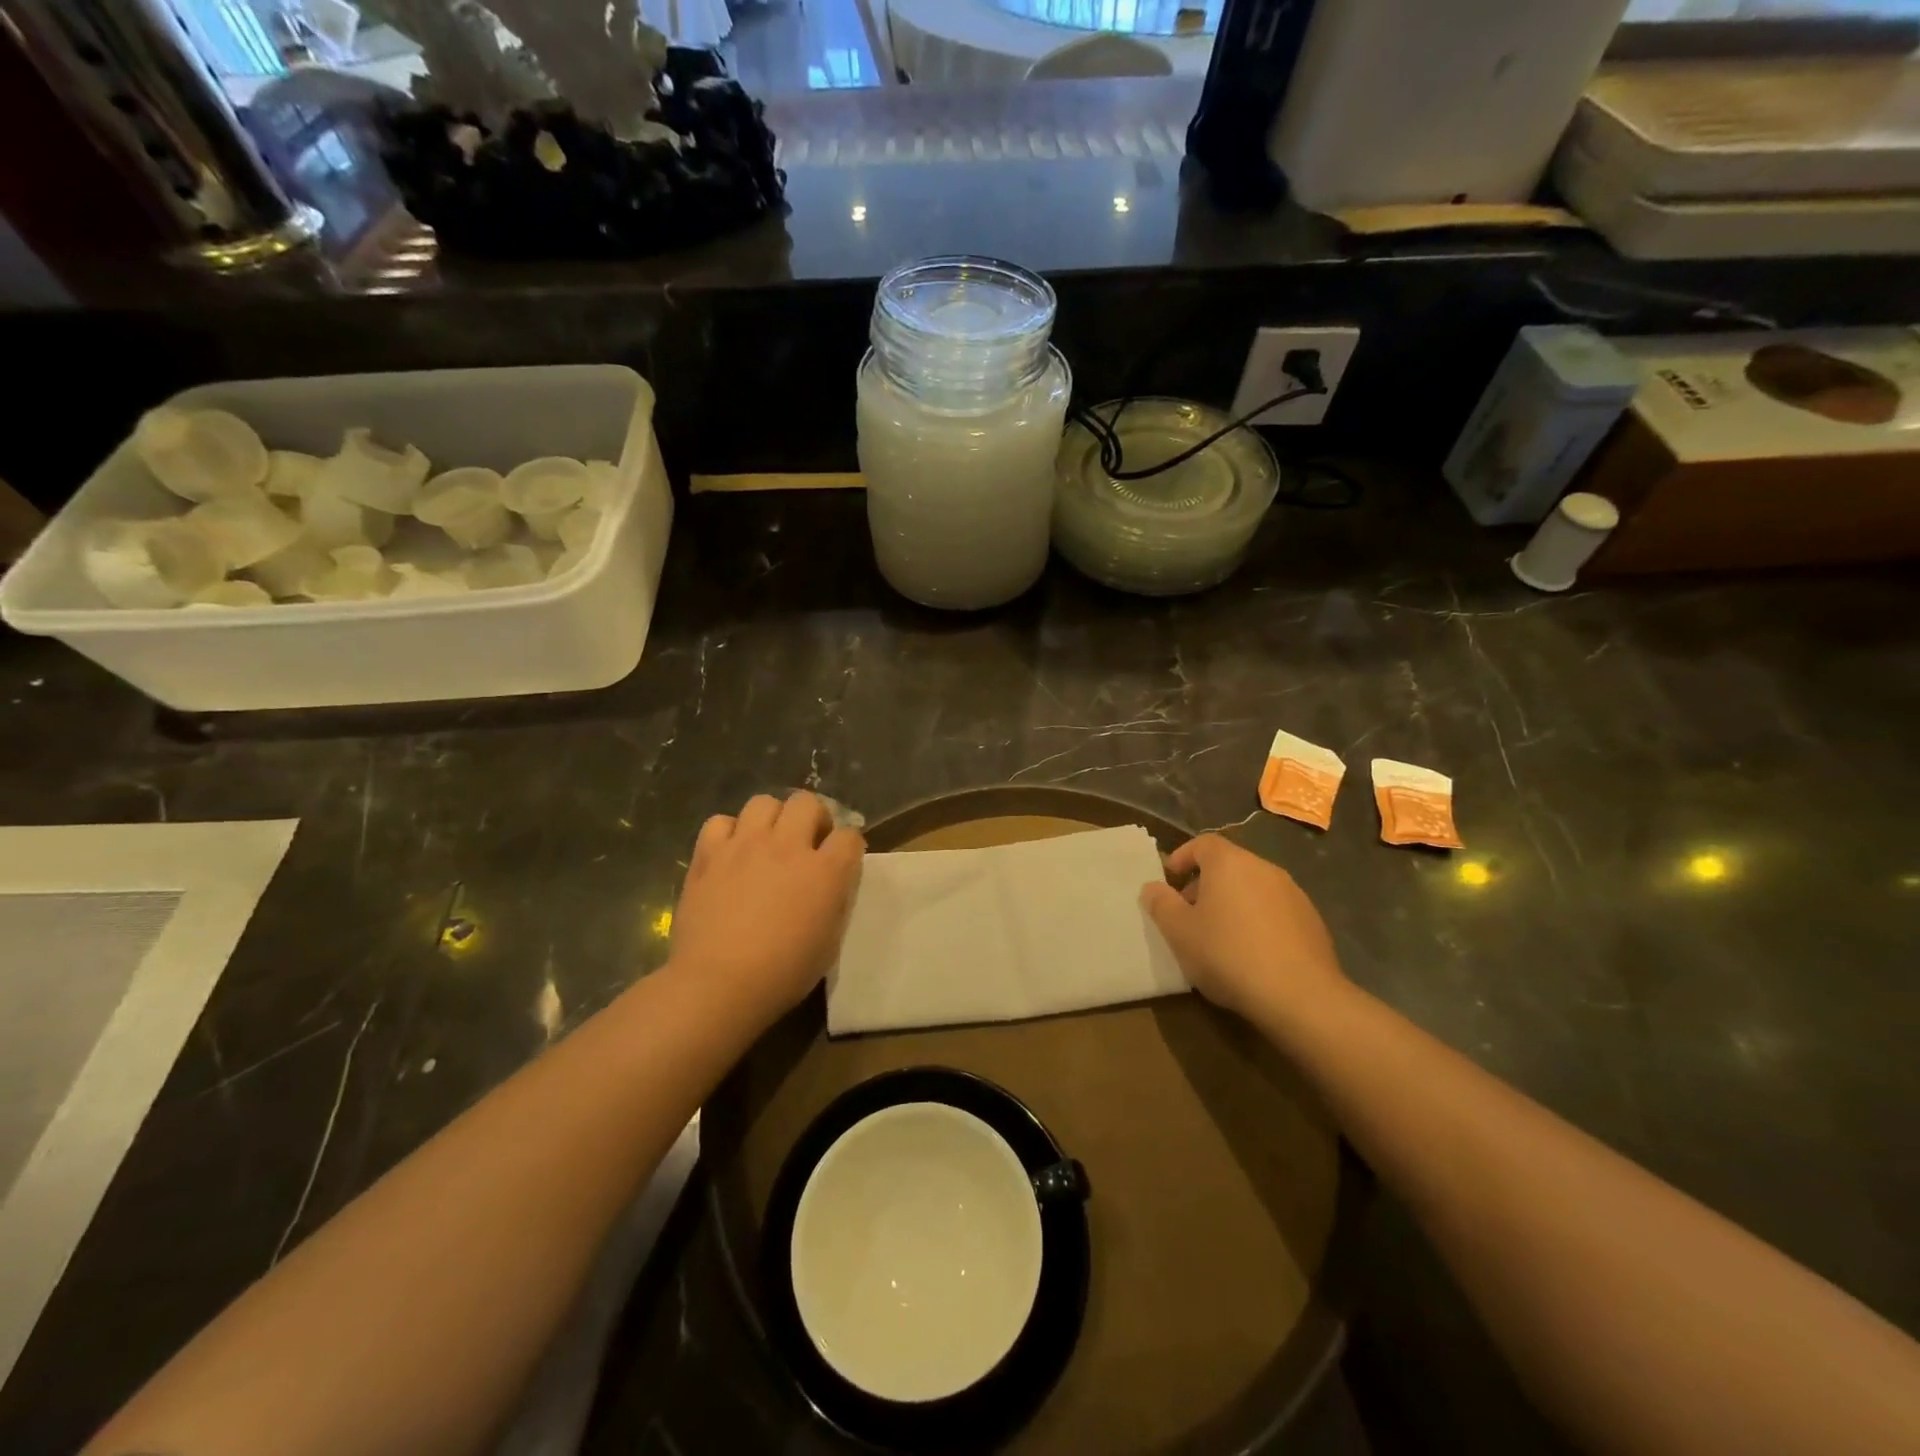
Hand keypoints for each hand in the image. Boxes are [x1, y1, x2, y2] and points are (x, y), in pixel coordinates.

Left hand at [670, 791, 864, 1027]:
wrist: (718, 984)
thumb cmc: (783, 973)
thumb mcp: (830, 940)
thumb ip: (835, 899)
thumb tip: (831, 882)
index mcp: (826, 871)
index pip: (850, 835)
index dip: (848, 846)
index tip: (841, 861)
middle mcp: (788, 846)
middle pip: (807, 802)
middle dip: (813, 818)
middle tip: (806, 843)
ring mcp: (745, 845)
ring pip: (764, 802)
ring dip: (771, 818)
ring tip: (767, 843)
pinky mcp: (709, 855)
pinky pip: (720, 822)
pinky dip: (729, 833)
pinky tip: (730, 854)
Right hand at [1141, 834, 1346, 1020]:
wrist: (1300, 996)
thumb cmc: (1228, 954)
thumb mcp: (1179, 932)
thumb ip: (1161, 904)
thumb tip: (1152, 887)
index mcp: (1230, 863)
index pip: (1203, 843)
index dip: (1182, 856)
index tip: (1170, 879)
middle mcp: (1264, 868)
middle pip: (1229, 865)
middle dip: (1205, 884)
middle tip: (1189, 914)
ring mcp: (1293, 894)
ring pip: (1253, 888)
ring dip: (1233, 903)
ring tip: (1220, 936)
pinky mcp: (1312, 921)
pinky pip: (1275, 910)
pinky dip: (1258, 921)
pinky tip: (1252, 953)